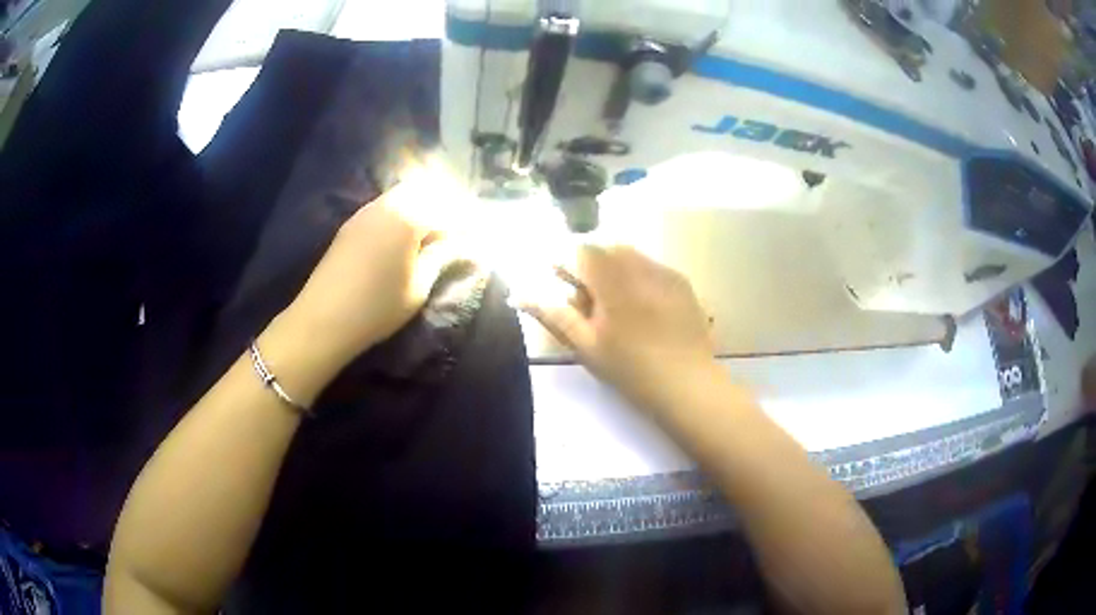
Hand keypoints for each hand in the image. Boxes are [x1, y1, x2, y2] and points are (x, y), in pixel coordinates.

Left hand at [286, 181, 450, 367]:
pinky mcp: (352, 224)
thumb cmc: (377, 307)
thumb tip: (464, 244)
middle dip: (446, 205)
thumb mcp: (419, 286)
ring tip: (434, 234)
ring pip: (403, 195)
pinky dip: (403, 212)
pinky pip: (386, 206)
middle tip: (459, 230)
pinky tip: (406, 236)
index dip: (468, 220)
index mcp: (408, 216)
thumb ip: (443, 257)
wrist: (323, 319)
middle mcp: (387, 204)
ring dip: (423, 207)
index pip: (448, 209)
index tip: (480, 235)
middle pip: (425, 190)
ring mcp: (366, 211)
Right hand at [522, 245, 717, 414]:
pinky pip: (652, 268)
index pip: (581, 251)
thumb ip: (553, 314)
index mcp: (612, 279)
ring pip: (631, 256)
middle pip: (606, 249)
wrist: (686, 384)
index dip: (566, 264)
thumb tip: (518, 294)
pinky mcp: (682, 283)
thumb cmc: (629, 368)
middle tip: (589, 303)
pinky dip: (638, 278)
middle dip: (591, 267)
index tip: (561, 284)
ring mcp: (665, 272)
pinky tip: (643, 310)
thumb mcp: (585, 344)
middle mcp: (640, 265)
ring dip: (615, 271)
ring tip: (616, 308)